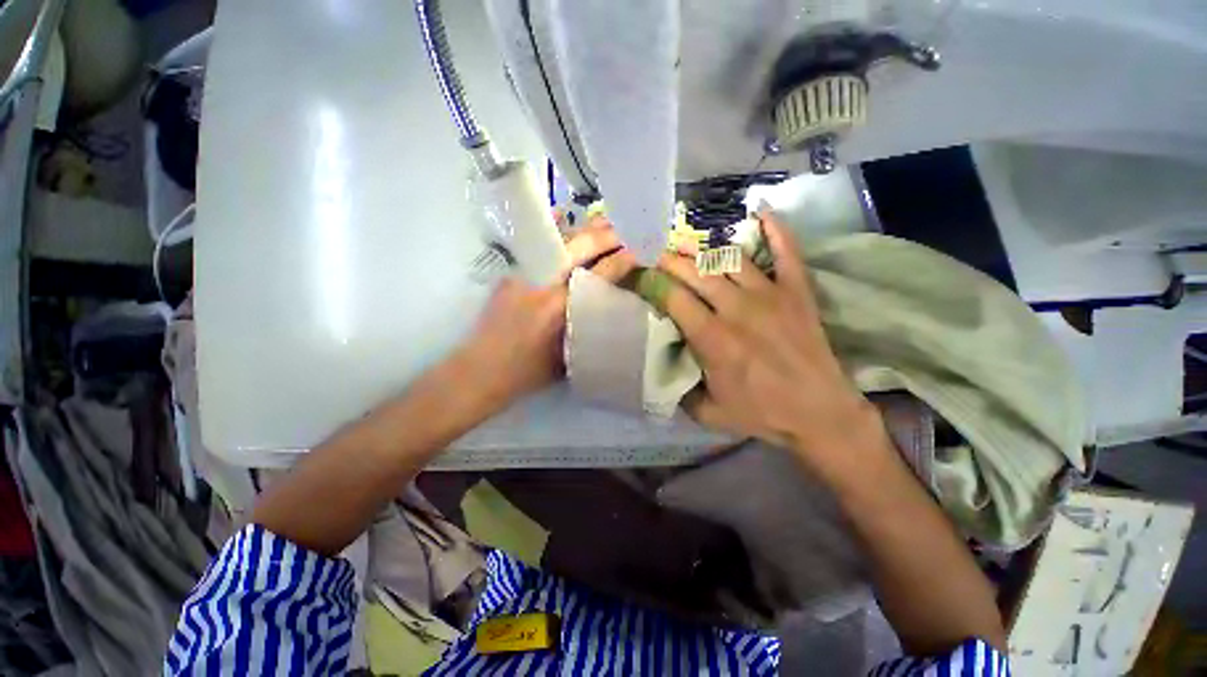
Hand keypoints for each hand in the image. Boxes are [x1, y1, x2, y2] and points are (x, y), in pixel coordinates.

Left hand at [453, 217, 635, 411]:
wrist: (480, 370)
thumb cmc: (528, 372)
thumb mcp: (568, 357)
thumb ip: (588, 329)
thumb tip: (608, 310)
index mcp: (561, 306)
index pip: (601, 273)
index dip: (624, 259)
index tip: (641, 250)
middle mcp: (544, 282)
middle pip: (581, 246)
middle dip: (608, 235)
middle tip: (628, 229)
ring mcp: (524, 273)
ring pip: (560, 240)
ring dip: (585, 230)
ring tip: (605, 223)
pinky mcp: (512, 273)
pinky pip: (537, 244)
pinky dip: (553, 230)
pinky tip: (561, 216)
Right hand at [658, 209, 883, 472]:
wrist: (821, 413)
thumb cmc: (762, 414)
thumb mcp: (708, 413)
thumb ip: (678, 390)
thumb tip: (660, 367)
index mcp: (713, 339)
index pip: (673, 298)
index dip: (651, 282)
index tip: (637, 274)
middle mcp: (737, 309)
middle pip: (696, 272)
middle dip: (669, 259)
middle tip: (654, 252)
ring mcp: (771, 295)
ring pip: (728, 259)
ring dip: (703, 248)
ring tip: (685, 241)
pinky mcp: (797, 291)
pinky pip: (786, 251)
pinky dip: (775, 229)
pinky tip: (760, 211)